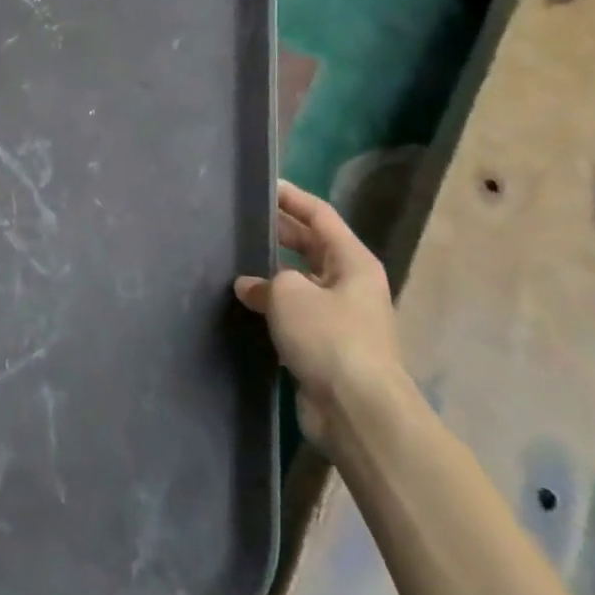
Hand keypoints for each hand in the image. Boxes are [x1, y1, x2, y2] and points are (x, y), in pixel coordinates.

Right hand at [234, 182, 404, 448]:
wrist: (357, 409)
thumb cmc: (329, 338)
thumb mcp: (290, 294)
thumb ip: (266, 280)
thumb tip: (250, 285)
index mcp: (353, 261)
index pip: (321, 216)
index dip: (293, 198)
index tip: (265, 186)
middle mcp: (351, 284)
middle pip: (313, 247)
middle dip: (282, 233)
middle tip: (246, 221)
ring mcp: (341, 317)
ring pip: (303, 282)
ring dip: (274, 273)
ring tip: (237, 260)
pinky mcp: (328, 346)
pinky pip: (297, 313)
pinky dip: (275, 306)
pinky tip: (247, 305)